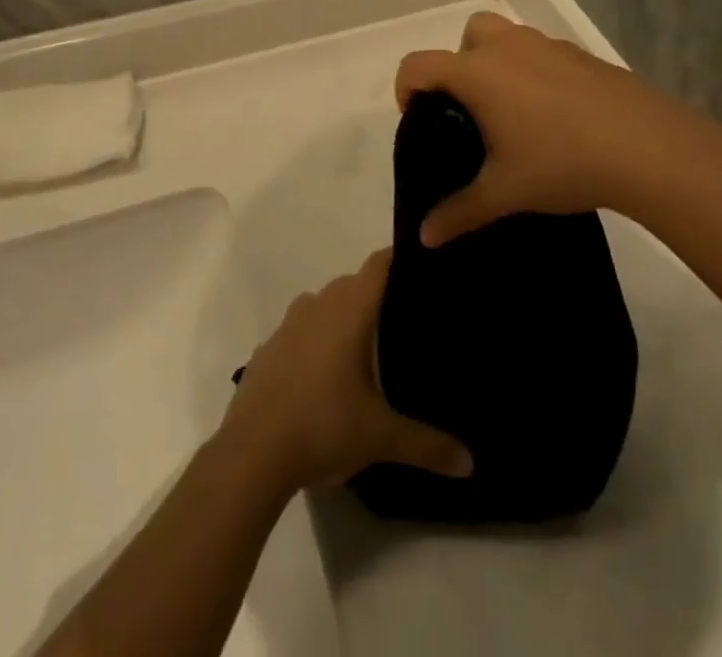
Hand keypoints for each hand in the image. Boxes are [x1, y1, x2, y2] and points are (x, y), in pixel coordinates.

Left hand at [223, 249, 471, 492]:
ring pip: (324, 304)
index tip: (424, 269)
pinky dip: (315, 340)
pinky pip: (300, 330)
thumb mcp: (381, 438)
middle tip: (406, 319)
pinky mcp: (268, 348)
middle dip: (378, 296)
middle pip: (354, 283)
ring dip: (343, 317)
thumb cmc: (323, 426)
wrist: (250, 455)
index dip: (401, 259)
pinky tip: (326, 375)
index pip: (379, 264)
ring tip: (368, 348)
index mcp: (349, 310)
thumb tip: (471, 463)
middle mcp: (318, 304)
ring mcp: (288, 324)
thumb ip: (427, 445)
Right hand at [394, 11, 717, 245]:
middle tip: (472, 110)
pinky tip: (556, 115)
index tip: (420, 120)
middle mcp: (508, 47)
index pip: (419, 64)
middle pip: (467, 35)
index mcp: (478, 73)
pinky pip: (542, 53)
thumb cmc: (562, 163)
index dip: (407, 89)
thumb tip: (425, 238)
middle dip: (458, 64)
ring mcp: (548, 46)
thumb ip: (459, 212)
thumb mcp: (505, 193)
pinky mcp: (581, 55)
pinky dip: (535, 72)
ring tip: (514, 115)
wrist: (646, 147)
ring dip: (498, 64)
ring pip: (507, 37)